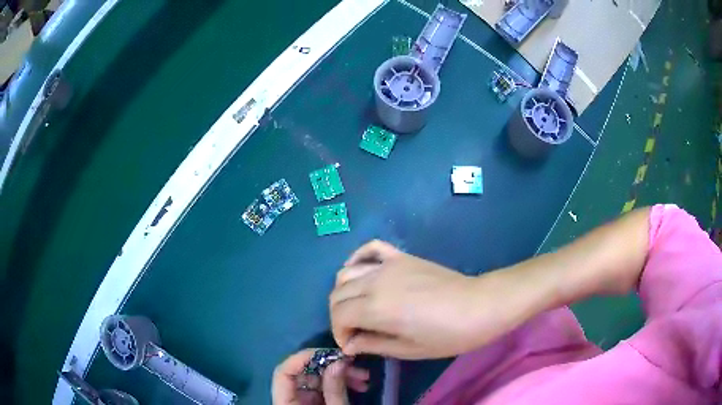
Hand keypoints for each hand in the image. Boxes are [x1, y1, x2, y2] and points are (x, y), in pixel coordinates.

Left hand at [272, 349, 369, 404]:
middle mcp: (289, 401)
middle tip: (355, 366)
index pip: (283, 374)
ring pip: (315, 381)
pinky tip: (359, 385)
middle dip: (329, 368)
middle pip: (302, 375)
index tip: (329, 353)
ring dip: (339, 376)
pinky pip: (322, 390)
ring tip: (364, 378)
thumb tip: (337, 361)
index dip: (301, 359)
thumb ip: (334, 389)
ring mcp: (301, 403)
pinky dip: (339, 385)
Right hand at [330, 240, 494, 359]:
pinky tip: (360, 272)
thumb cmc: (447, 335)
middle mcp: (375, 281)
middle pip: (338, 293)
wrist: (479, 306)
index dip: (339, 333)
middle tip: (353, 331)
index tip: (351, 345)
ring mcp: (388, 265)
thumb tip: (349, 345)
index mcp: (376, 308)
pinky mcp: (401, 256)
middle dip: (338, 315)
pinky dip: (357, 259)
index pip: (339, 315)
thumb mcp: (409, 349)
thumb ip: (373, 345)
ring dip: (344, 292)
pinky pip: (370, 249)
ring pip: (347, 273)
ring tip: (357, 308)